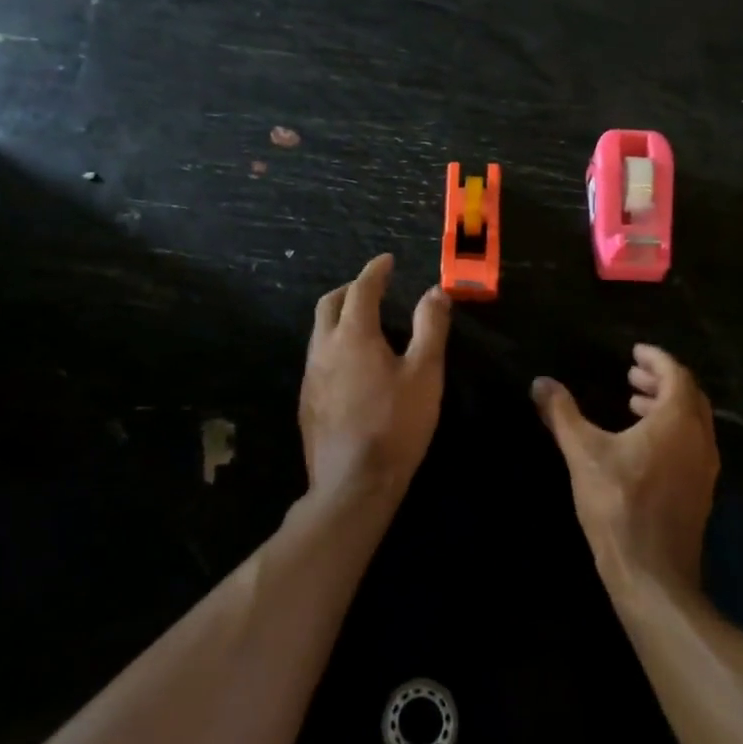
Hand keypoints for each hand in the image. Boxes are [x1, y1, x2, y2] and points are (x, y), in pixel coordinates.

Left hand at [300, 255, 451, 506]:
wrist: (353, 482)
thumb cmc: (396, 424)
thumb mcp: (425, 373)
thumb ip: (430, 327)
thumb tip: (435, 291)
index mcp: (353, 335)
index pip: (362, 289)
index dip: (375, 271)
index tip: (387, 261)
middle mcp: (324, 348)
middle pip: (329, 304)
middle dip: (350, 289)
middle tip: (373, 288)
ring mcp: (311, 376)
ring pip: (319, 332)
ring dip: (339, 317)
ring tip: (364, 323)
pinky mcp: (307, 402)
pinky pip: (317, 358)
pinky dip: (334, 344)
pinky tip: (351, 365)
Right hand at [533, 346, 717, 593]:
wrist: (652, 573)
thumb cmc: (618, 505)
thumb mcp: (583, 454)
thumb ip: (562, 413)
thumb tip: (540, 382)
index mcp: (678, 421)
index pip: (676, 374)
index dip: (656, 358)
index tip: (635, 352)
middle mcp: (700, 439)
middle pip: (689, 395)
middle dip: (661, 380)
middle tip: (631, 375)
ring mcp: (705, 468)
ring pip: (692, 422)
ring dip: (666, 406)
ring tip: (633, 404)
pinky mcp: (700, 491)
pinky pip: (692, 444)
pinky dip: (671, 431)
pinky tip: (642, 445)